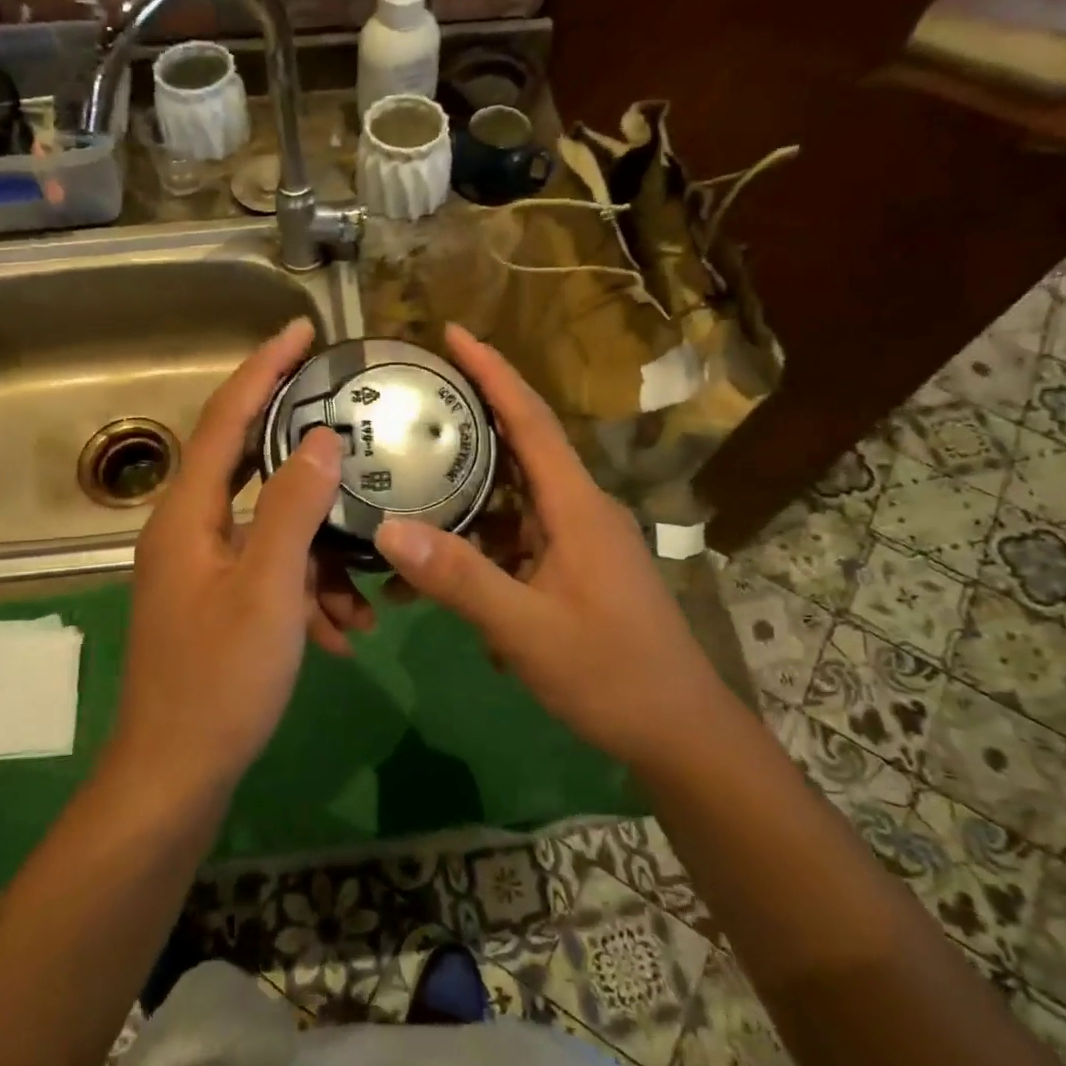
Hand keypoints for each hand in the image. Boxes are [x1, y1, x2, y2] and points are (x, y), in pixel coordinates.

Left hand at [109, 318, 352, 797]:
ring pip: (271, 531)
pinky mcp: (218, 604)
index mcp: (188, 514)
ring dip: (320, 554)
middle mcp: (188, 530)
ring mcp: (202, 570)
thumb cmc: (220, 679)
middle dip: (303, 452)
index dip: (263, 368)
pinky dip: (307, 592)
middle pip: (249, 465)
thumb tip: (322, 439)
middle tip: (351, 424)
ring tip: (363, 593)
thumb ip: (292, 508)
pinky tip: (341, 632)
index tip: (301, 329)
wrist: (178, 773)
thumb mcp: (268, 588)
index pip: (225, 418)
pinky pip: (271, 575)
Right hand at [374, 325, 723, 770]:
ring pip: (511, 503)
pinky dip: (479, 548)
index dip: (493, 372)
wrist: (677, 731)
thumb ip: (459, 578)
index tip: (453, 333)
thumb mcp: (526, 629)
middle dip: (468, 422)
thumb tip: (387, 528)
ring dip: (465, 499)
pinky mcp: (572, 572)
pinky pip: (516, 543)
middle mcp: (579, 511)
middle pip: (518, 450)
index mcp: (577, 507)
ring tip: (406, 486)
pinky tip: (439, 575)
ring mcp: (577, 543)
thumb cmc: (611, 674)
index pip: (531, 421)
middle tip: (410, 403)